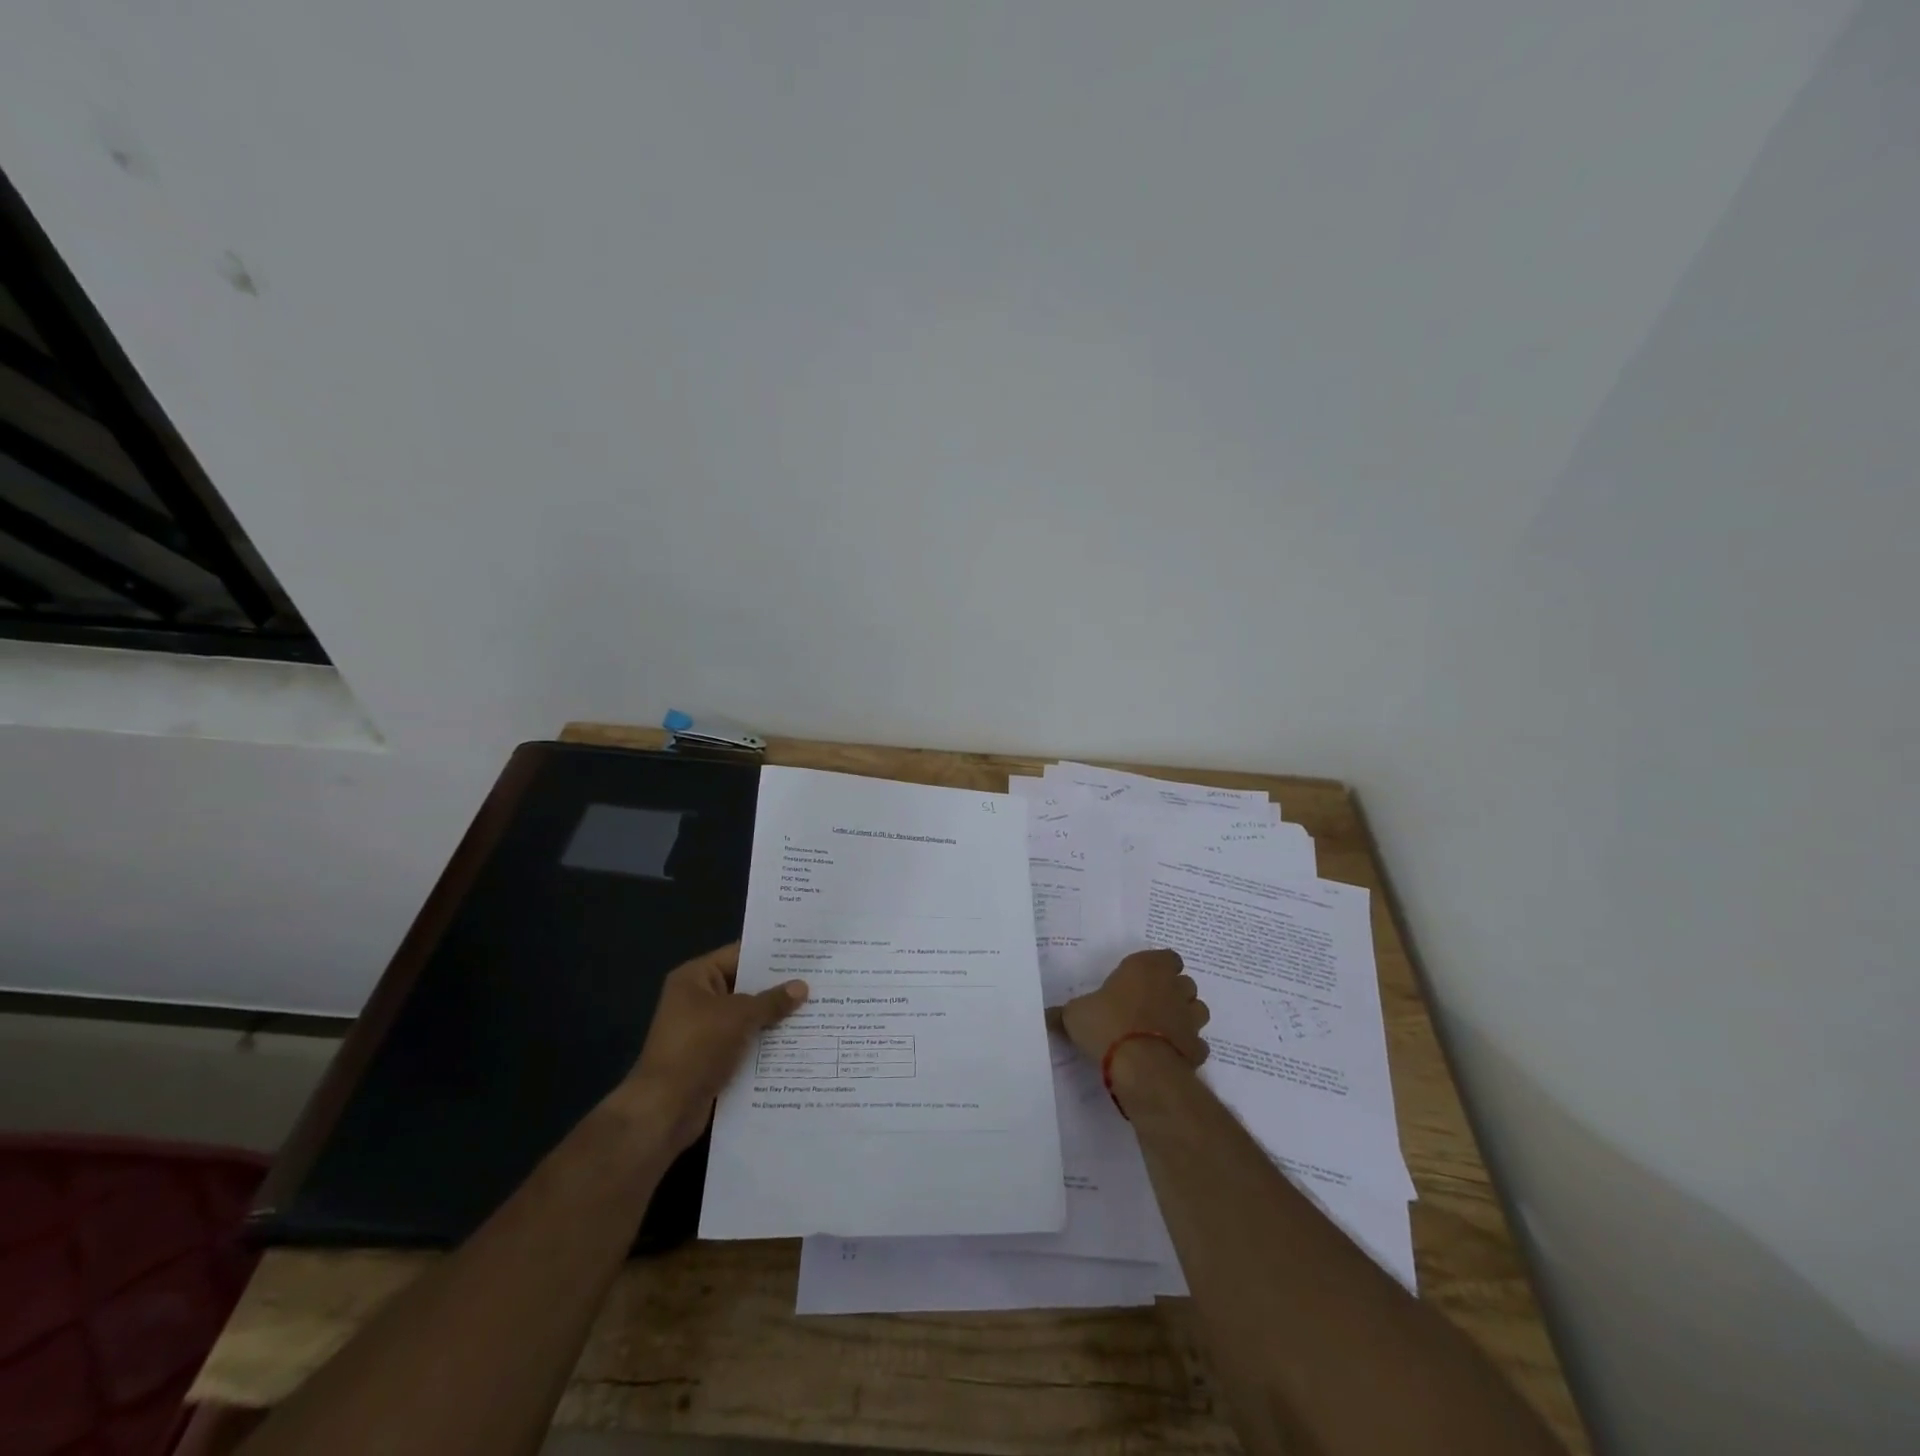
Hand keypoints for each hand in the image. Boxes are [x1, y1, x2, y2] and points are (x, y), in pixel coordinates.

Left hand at [612, 943, 807, 1152]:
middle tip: (818, 980)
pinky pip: (745, 1043)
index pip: (739, 955)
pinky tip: (798, 1042)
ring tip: (816, 1009)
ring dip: (775, 1018)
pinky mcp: (712, 1059)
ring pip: (748, 1018)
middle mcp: (698, 1000)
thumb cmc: (697, 1048)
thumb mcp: (739, 1016)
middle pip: (745, 987)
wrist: (664, 1110)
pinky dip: (766, 1044)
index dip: (771, 954)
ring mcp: (704, 1031)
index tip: (805, 953)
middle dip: (778, 988)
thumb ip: (772, 1001)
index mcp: (695, 978)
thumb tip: (802, 986)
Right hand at [1055, 949, 1209, 1067]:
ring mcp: (1190, 1019)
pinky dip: (1187, 1049)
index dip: (1159, 967)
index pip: (1168, 957)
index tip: (1143, 978)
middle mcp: (1174, 988)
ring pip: (1197, 1010)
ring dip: (1185, 1017)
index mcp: (1147, 968)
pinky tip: (1170, 1056)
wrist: (1140, 1067)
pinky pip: (1197, 1045)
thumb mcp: (1075, 1014)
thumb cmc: (1107, 1024)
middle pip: (1185, 983)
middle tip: (1150, 1004)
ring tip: (1163, 1029)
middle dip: (1174, 991)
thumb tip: (1045, 1016)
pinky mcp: (1197, 1049)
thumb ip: (1065, 1013)